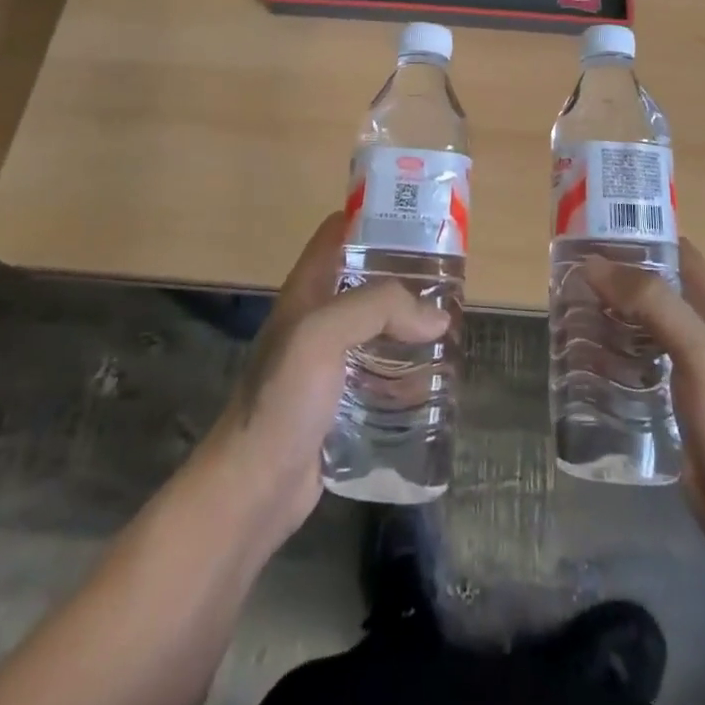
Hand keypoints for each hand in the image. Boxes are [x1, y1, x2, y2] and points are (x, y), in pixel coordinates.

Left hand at [194, 211, 448, 551]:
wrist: (253, 488)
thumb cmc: (281, 399)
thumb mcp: (322, 335)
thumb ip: (378, 309)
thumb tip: (436, 318)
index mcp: (306, 290)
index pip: (338, 233)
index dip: (373, 217)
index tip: (418, 218)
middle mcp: (317, 318)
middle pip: (365, 279)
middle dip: (404, 273)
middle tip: (449, 276)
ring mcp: (328, 361)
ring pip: (377, 327)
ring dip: (409, 323)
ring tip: (451, 323)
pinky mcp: (341, 401)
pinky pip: (380, 372)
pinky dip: (406, 368)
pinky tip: (435, 376)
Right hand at [583, 239, 704, 555]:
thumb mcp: (700, 353)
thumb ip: (653, 305)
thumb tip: (596, 264)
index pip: (676, 251)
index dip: (640, 233)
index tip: (594, 229)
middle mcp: (698, 331)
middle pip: (650, 288)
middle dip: (612, 277)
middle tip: (567, 275)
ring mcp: (684, 369)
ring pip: (637, 326)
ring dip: (605, 316)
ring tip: (564, 313)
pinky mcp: (668, 403)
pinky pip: (632, 366)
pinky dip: (607, 357)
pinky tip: (579, 363)